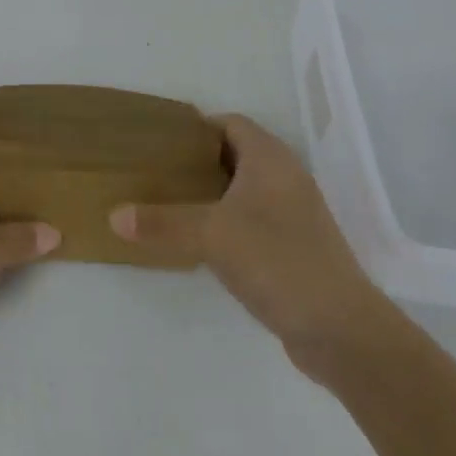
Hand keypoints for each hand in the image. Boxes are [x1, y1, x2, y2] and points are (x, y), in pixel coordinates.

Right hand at [110, 113, 396, 379]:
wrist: (342, 331)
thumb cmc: (277, 261)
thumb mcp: (211, 236)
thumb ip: (162, 222)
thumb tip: (113, 215)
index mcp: (270, 158)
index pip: (229, 123)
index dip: (196, 127)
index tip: (160, 141)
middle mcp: (286, 177)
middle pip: (236, 154)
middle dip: (198, 161)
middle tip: (158, 171)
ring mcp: (295, 214)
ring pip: (245, 189)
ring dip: (213, 193)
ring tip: (172, 203)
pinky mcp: (296, 247)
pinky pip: (254, 219)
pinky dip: (228, 221)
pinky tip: (203, 242)